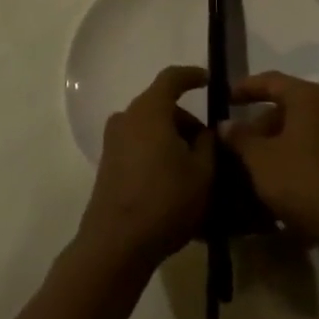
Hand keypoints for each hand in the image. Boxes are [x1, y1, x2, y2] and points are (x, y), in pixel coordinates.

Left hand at [78, 66, 214, 269]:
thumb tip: (206, 132)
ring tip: (195, 167)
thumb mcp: (203, 173)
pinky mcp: (108, 163)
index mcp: (149, 111)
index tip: (209, 80)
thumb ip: (209, 144)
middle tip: (209, 145)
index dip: (192, 76)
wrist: (117, 243)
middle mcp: (126, 118)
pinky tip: (174, 180)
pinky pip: (139, 145)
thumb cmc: (166, 201)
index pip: (171, 78)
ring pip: (150, 127)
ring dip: (172, 139)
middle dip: (187, 120)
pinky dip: (157, 152)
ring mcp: (113, 141)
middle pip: (161, 106)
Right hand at [224, 72, 318, 254]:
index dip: (245, 88)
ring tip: (254, 163)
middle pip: (289, 107)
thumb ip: (240, 137)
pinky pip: (316, 150)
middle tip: (238, 141)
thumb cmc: (301, 180)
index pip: (271, 81)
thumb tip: (225, 124)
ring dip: (277, 142)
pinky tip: (279, 179)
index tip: (225, 99)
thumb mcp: (260, 159)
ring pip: (302, 131)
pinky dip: (295, 157)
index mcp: (310, 98)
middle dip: (261, 123)